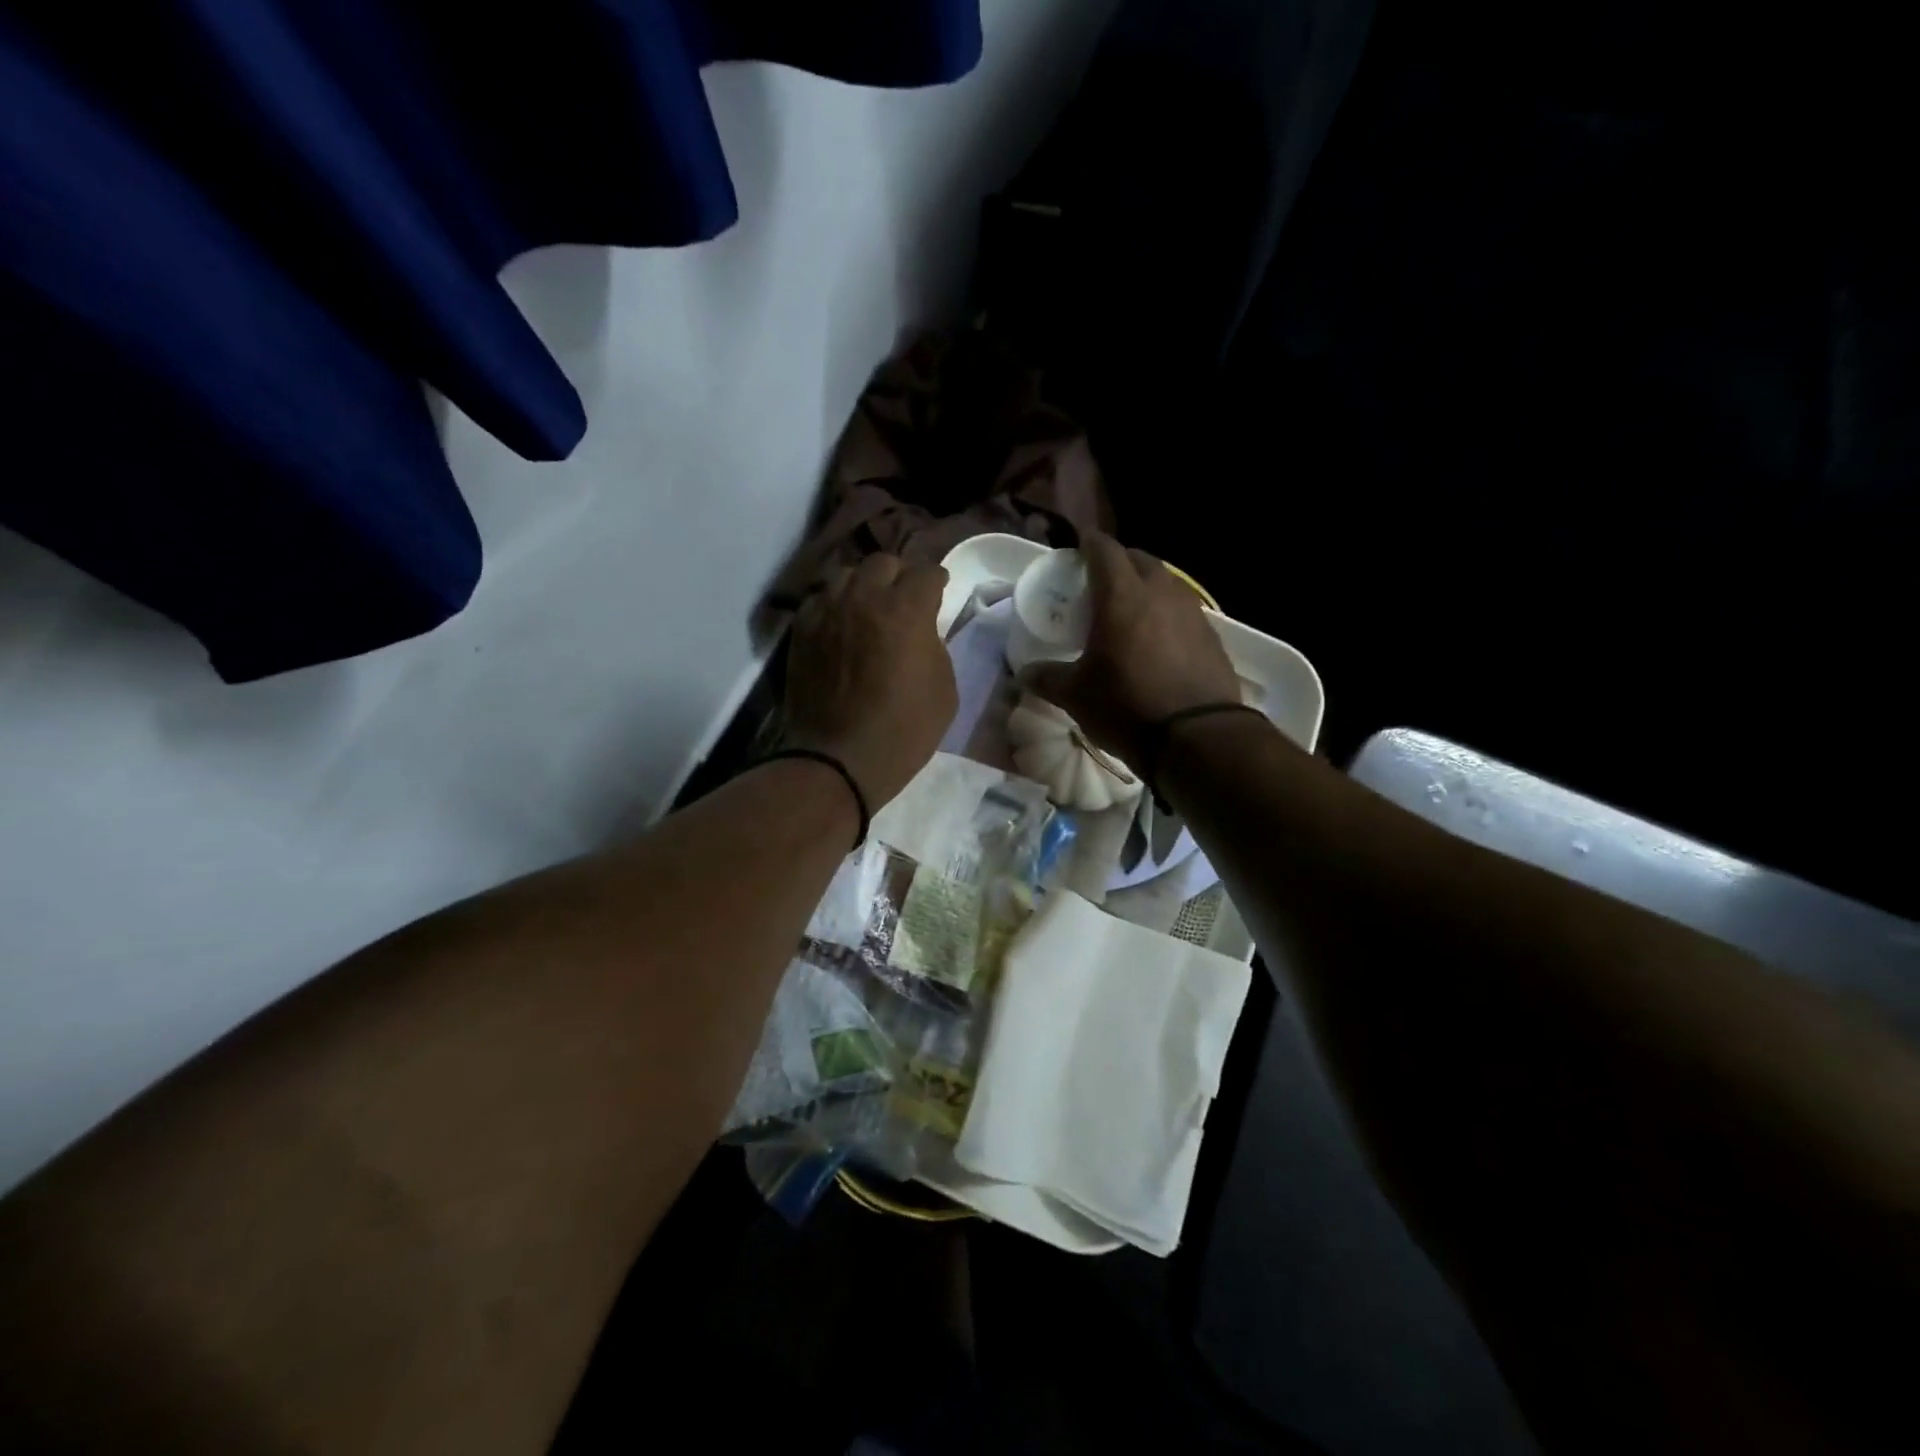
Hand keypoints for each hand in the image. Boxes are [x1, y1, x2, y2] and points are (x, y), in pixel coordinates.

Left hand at [783, 554, 956, 809]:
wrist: (840, 759)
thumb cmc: (904, 730)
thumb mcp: (944, 688)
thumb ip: (935, 645)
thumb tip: (921, 630)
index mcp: (906, 609)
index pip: (926, 572)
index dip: (937, 581)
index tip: (939, 590)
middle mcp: (864, 598)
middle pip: (883, 563)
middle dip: (898, 576)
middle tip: (903, 599)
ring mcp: (827, 611)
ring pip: (846, 575)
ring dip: (863, 586)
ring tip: (868, 607)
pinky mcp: (801, 630)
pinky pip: (819, 600)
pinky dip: (834, 605)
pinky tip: (840, 625)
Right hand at [1020, 532, 1242, 772]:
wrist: (1197, 738)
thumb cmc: (1127, 707)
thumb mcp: (1076, 696)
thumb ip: (1047, 678)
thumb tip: (1024, 674)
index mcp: (1121, 597)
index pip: (1104, 550)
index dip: (1089, 543)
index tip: (1078, 546)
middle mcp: (1160, 593)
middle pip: (1140, 559)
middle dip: (1120, 562)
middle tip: (1101, 580)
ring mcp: (1192, 612)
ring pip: (1166, 582)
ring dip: (1146, 586)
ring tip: (1130, 608)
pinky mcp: (1212, 636)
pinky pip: (1184, 610)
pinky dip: (1166, 613)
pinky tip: (1158, 638)